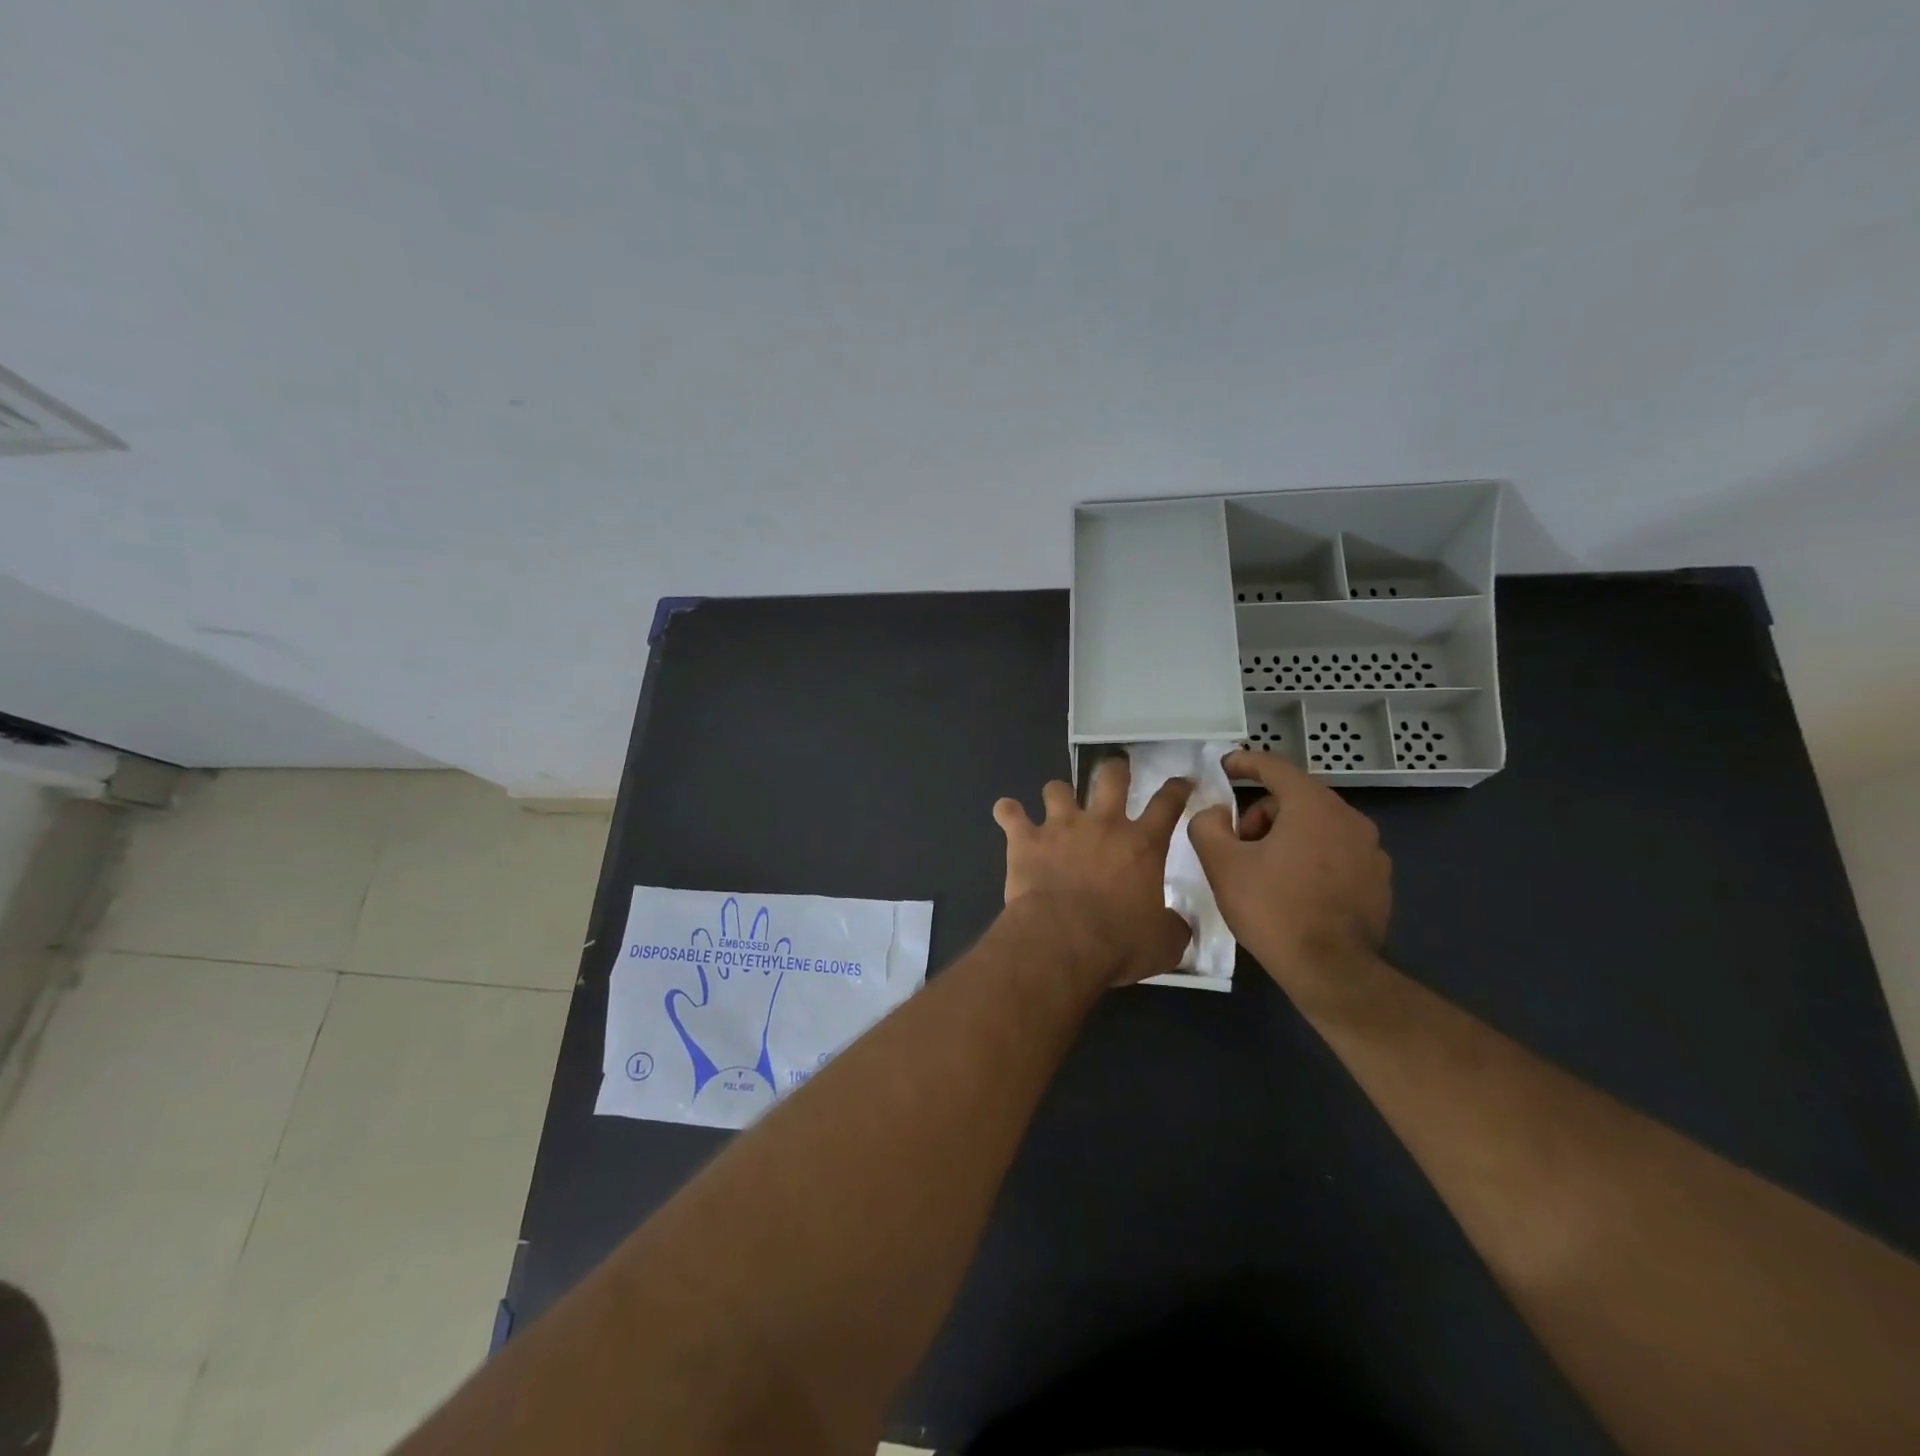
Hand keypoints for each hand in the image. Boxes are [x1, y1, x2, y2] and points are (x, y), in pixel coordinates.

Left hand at [993, 759, 1194, 987]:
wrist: (1062, 941)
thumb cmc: (1119, 943)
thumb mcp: (1163, 943)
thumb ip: (1173, 926)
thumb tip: (1176, 923)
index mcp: (1142, 845)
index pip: (1167, 805)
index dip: (1176, 790)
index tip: (1180, 782)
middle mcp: (1102, 824)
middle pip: (1111, 777)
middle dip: (1114, 769)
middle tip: (1114, 770)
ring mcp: (1061, 827)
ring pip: (1057, 789)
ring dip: (1058, 793)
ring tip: (1057, 802)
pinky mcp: (1025, 839)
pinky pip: (1010, 812)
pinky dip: (1008, 811)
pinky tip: (1007, 813)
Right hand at [1188, 750, 1390, 1002]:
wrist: (1331, 971)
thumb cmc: (1273, 909)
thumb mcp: (1222, 864)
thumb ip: (1207, 824)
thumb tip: (1215, 813)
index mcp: (1313, 806)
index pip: (1275, 767)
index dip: (1244, 762)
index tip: (1224, 767)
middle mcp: (1350, 819)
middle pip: (1295, 799)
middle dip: (1261, 815)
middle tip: (1238, 846)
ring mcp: (1371, 851)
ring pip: (1317, 826)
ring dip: (1286, 837)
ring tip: (1264, 873)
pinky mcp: (1378, 880)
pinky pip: (1336, 853)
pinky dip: (1311, 859)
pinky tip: (1294, 891)